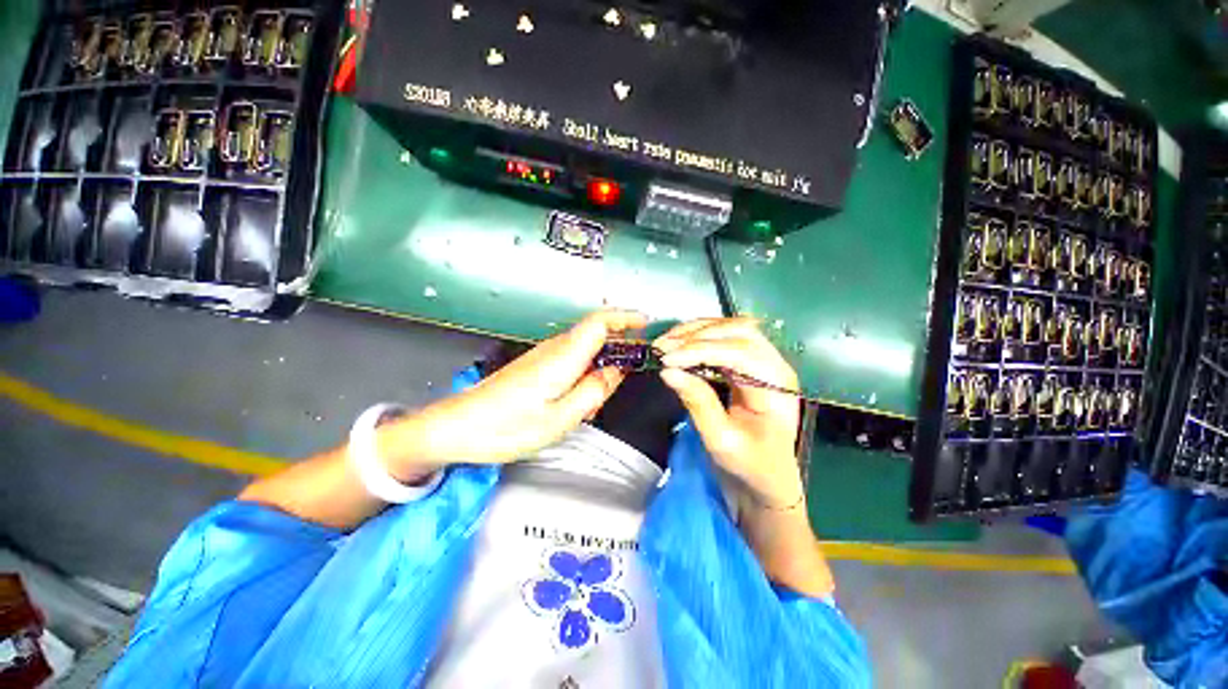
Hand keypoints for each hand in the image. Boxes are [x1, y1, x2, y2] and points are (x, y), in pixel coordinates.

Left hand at [381, 309, 647, 479]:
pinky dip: (585, 373)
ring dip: (601, 365)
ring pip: (585, 349)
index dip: (625, 318)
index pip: (599, 322)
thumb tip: (616, 372)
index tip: (646, 324)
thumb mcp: (559, 419)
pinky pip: (571, 360)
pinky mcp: (536, 365)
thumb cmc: (506, 427)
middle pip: (595, 333)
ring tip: (597, 399)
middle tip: (626, 376)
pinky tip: (578, 399)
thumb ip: (593, 392)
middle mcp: (554, 349)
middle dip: (618, 347)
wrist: (458, 427)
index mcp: (563, 358)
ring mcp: (543, 355)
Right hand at [654, 317, 804, 509]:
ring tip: (665, 343)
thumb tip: (668, 371)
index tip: (667, 360)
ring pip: (730, 329)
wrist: (765, 480)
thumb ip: (697, 402)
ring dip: (695, 332)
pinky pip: (724, 339)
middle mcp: (775, 365)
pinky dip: (698, 337)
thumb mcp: (721, 440)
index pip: (739, 353)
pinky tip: (678, 344)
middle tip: (662, 348)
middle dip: (696, 335)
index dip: (700, 351)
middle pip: (738, 332)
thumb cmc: (749, 466)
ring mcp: (764, 360)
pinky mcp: (749, 363)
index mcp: (777, 387)